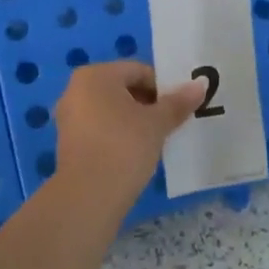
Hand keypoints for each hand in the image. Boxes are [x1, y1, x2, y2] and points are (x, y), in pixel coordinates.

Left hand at [51, 61, 204, 207]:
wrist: (88, 197)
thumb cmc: (123, 147)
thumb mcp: (156, 124)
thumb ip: (178, 102)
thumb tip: (200, 84)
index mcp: (96, 75)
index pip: (139, 71)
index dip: (163, 87)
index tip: (180, 107)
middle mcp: (76, 89)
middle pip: (124, 89)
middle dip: (149, 104)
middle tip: (171, 123)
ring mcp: (69, 117)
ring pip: (112, 110)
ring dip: (135, 121)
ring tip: (157, 140)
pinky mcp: (69, 143)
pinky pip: (101, 129)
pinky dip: (119, 135)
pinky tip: (136, 154)